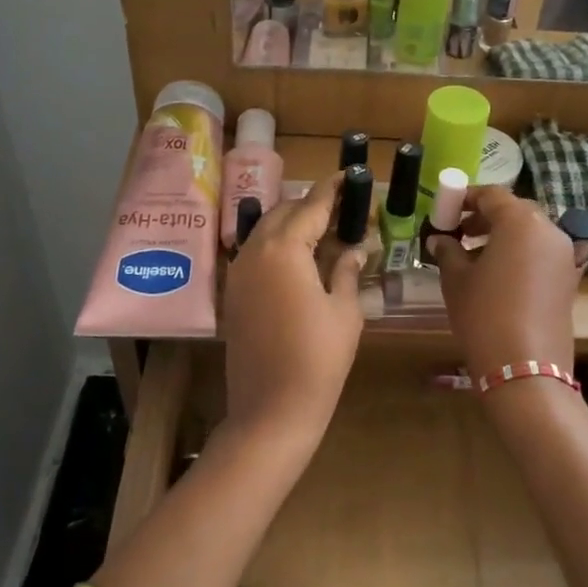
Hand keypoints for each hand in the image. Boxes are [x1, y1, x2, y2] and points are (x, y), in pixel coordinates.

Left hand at [222, 174, 366, 445]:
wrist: (270, 410)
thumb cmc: (318, 359)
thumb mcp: (345, 311)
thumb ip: (348, 270)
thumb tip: (354, 248)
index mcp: (284, 249)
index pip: (311, 206)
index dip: (332, 189)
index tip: (350, 175)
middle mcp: (254, 251)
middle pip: (284, 212)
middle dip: (313, 205)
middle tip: (344, 210)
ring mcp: (238, 273)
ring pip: (266, 231)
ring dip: (293, 224)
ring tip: (325, 232)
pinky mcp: (233, 294)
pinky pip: (255, 253)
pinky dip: (278, 246)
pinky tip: (300, 260)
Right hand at [425, 188, 581, 380]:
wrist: (524, 366)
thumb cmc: (484, 313)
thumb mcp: (456, 279)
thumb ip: (448, 251)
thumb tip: (440, 240)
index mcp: (520, 221)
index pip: (492, 195)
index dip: (465, 198)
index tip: (446, 211)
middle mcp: (549, 230)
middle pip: (515, 211)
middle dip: (485, 217)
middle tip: (459, 233)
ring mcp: (564, 255)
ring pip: (530, 232)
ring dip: (503, 236)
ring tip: (476, 257)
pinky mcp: (570, 279)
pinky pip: (542, 254)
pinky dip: (521, 254)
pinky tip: (499, 276)